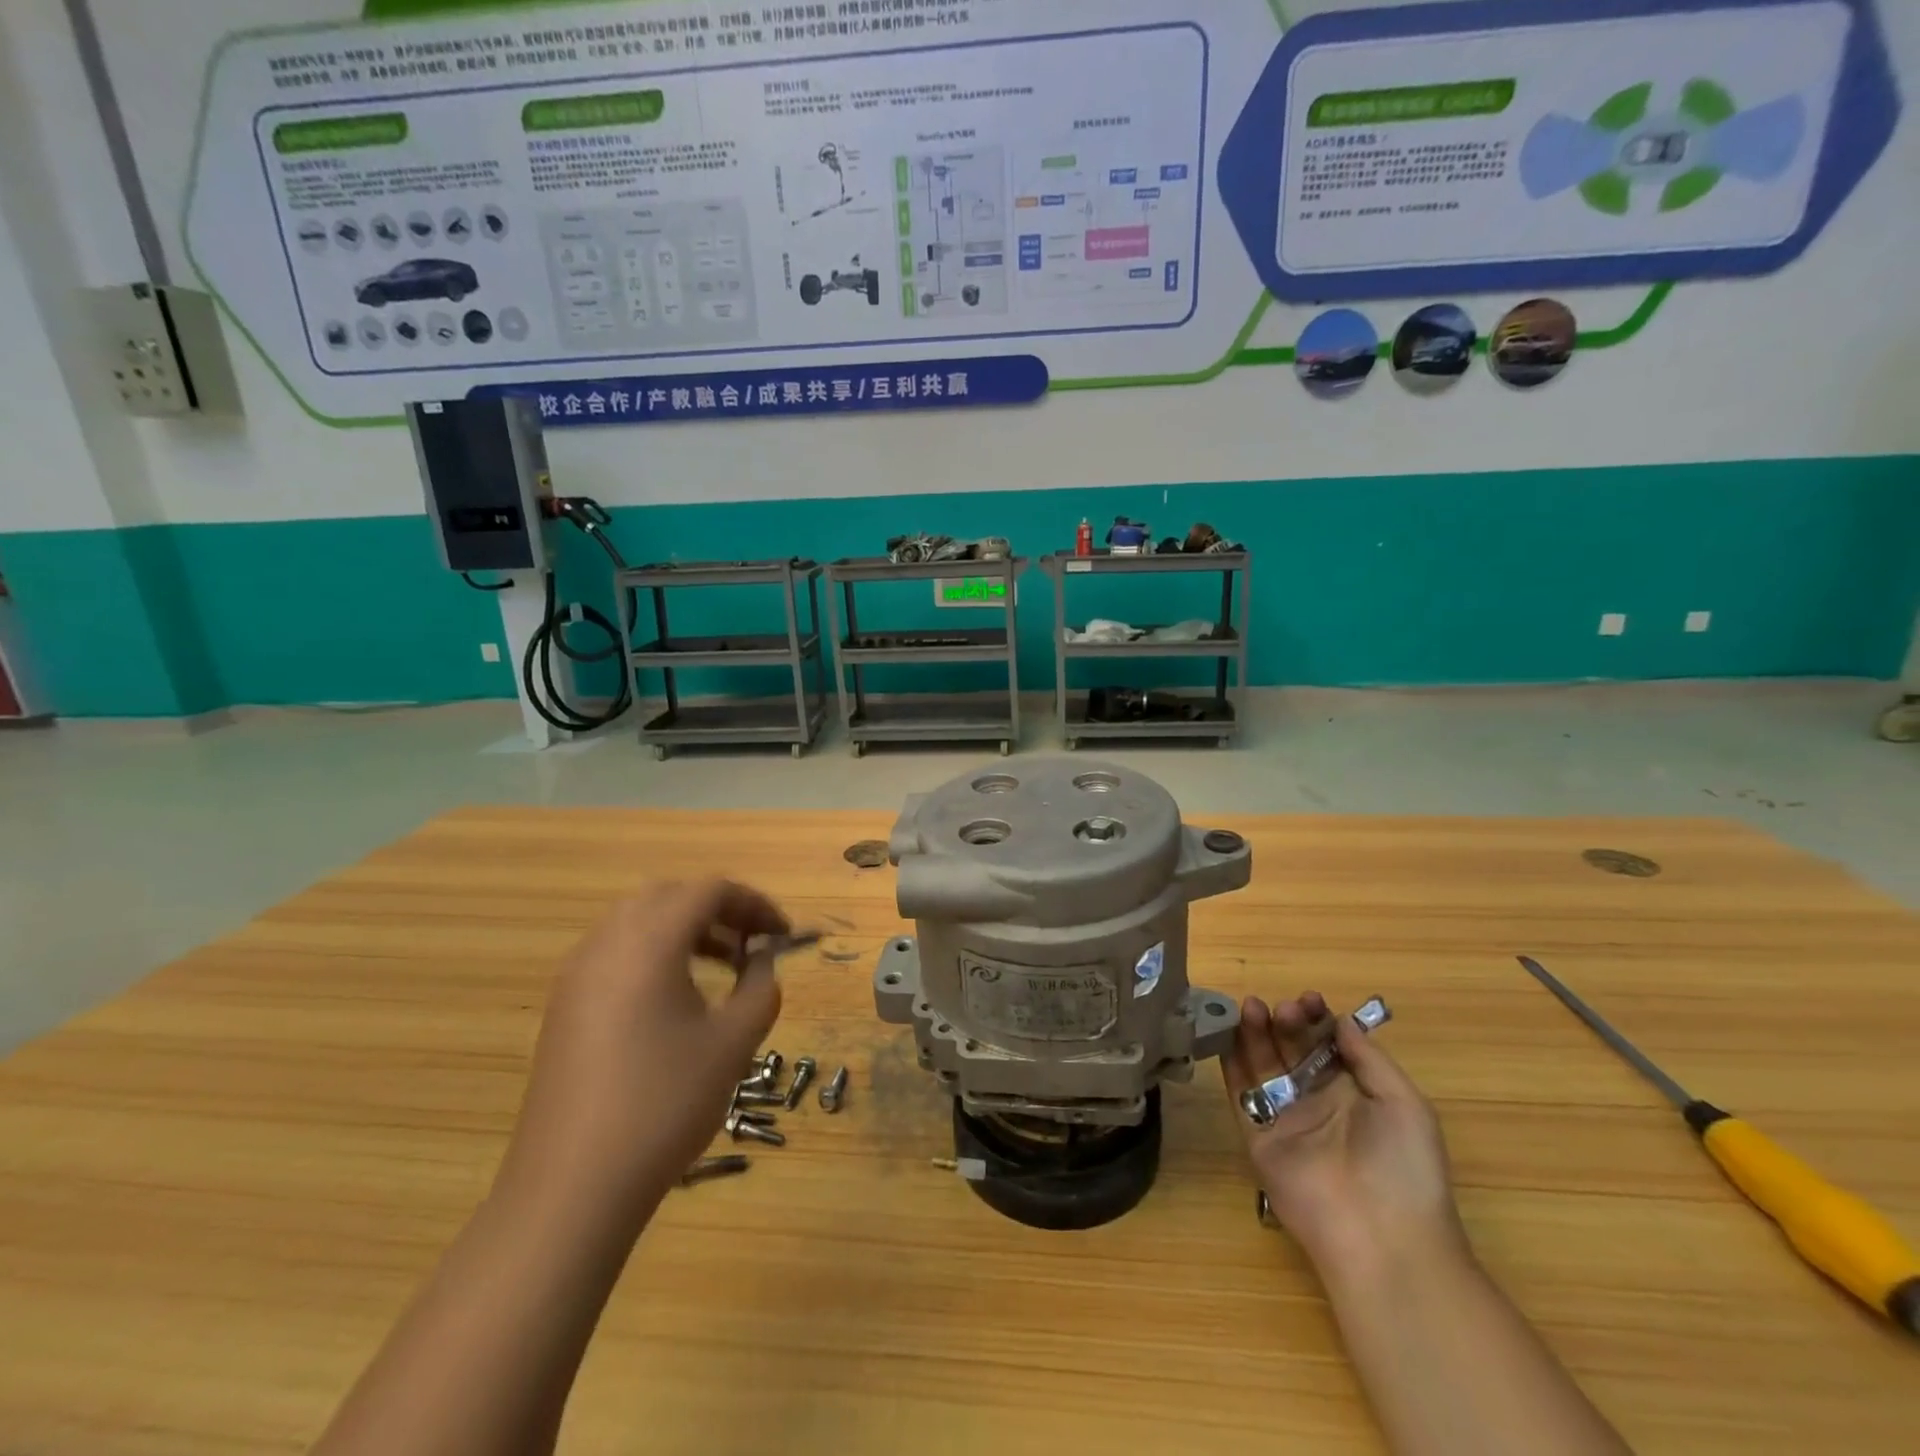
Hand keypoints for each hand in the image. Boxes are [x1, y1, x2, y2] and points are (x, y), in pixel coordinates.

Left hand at [497, 881, 787, 1221]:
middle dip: (719, 910)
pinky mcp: (563, 1006)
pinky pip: (615, 952)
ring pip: (638, 921)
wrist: (572, 1186)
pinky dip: (654, 952)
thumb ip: (760, 988)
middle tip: (752, 943)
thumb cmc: (664, 1104)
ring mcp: (577, 974)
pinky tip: (676, 998)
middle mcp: (607, 943)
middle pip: (670, 896)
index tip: (783, 935)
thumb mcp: (733, 1043)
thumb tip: (760, 961)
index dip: (755, 904)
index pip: (710, 891)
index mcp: (649, 941)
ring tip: (722, 966)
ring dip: (685, 929)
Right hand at [1223, 992, 1467, 1283]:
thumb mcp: (1405, 1104)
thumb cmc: (1404, 1167)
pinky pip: (1240, 1092)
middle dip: (1287, 1022)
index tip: (1311, 1000)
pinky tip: (1226, 1032)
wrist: (1380, 1238)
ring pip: (1263, 1064)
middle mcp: (1317, 1101)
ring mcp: (1284, 1117)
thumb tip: (1341, 1020)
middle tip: (1285, 1008)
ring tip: (1252, 1006)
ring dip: (1256, 1032)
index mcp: (1356, 1095)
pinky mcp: (1257, 1135)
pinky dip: (1230, 1061)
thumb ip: (1369, 1058)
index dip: (1318, 1020)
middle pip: (1292, 1049)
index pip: (1328, 1046)